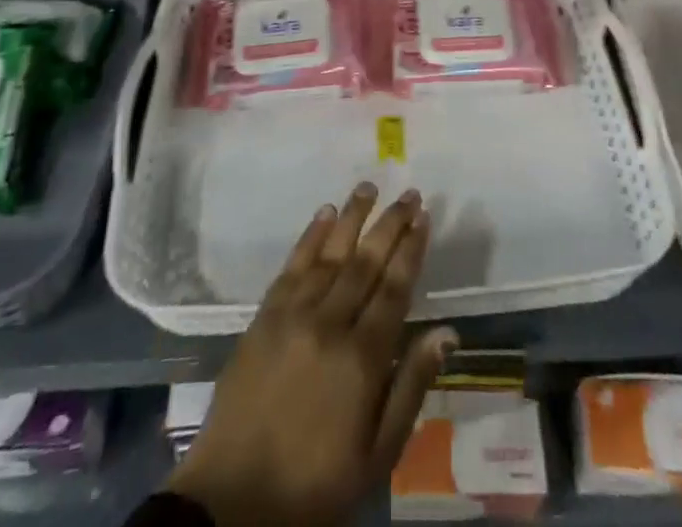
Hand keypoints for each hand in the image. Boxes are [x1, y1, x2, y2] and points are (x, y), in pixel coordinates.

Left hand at [167, 184, 455, 526]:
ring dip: (352, 217)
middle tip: (409, 193)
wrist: (234, 501)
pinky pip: (292, 266)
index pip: (395, 287)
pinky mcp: (264, 317)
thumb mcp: (377, 454)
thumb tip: (447, 332)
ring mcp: (293, 316)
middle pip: (366, 262)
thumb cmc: (315, 484)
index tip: (424, 216)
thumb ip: (411, 387)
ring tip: (369, 186)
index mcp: (363, 359)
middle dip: (390, 224)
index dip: (411, 249)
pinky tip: (325, 214)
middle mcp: (330, 324)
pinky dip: (311, 236)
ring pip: (330, 253)